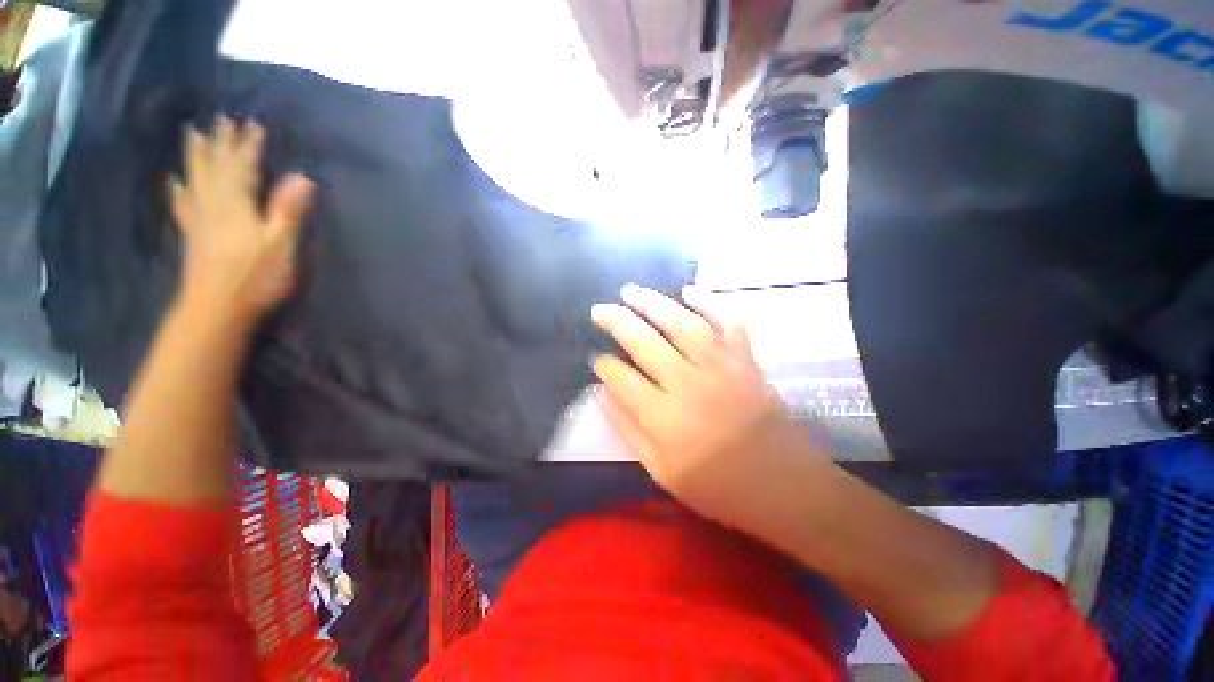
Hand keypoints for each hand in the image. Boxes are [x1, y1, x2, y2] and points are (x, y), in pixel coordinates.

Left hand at [171, 117, 314, 321]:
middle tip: (221, 120)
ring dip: (197, 156)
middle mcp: (214, 204)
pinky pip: (183, 205)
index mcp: (236, 204)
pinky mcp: (194, 235)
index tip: (253, 124)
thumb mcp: (280, 244)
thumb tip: (303, 177)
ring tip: (193, 134)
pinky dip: (179, 190)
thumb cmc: (255, 277)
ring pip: (196, 179)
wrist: (217, 308)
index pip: (243, 167)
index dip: (249, 145)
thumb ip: (289, 210)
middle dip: (220, 142)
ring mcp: (200, 219)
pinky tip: (176, 181)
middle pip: (215, 167)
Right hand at [592, 285, 825, 529]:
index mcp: (664, 417)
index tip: (597, 359)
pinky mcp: (744, 359)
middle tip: (599, 310)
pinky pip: (728, 321)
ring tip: (630, 292)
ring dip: (652, 303)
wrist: (782, 484)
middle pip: (644, 342)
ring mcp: (720, 366)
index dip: (604, 365)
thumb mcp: (661, 472)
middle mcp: (688, 383)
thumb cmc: (717, 485)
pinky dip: (710, 301)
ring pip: (680, 324)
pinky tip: (689, 290)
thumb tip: (602, 394)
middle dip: (616, 321)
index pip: (622, 378)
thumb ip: (628, 430)